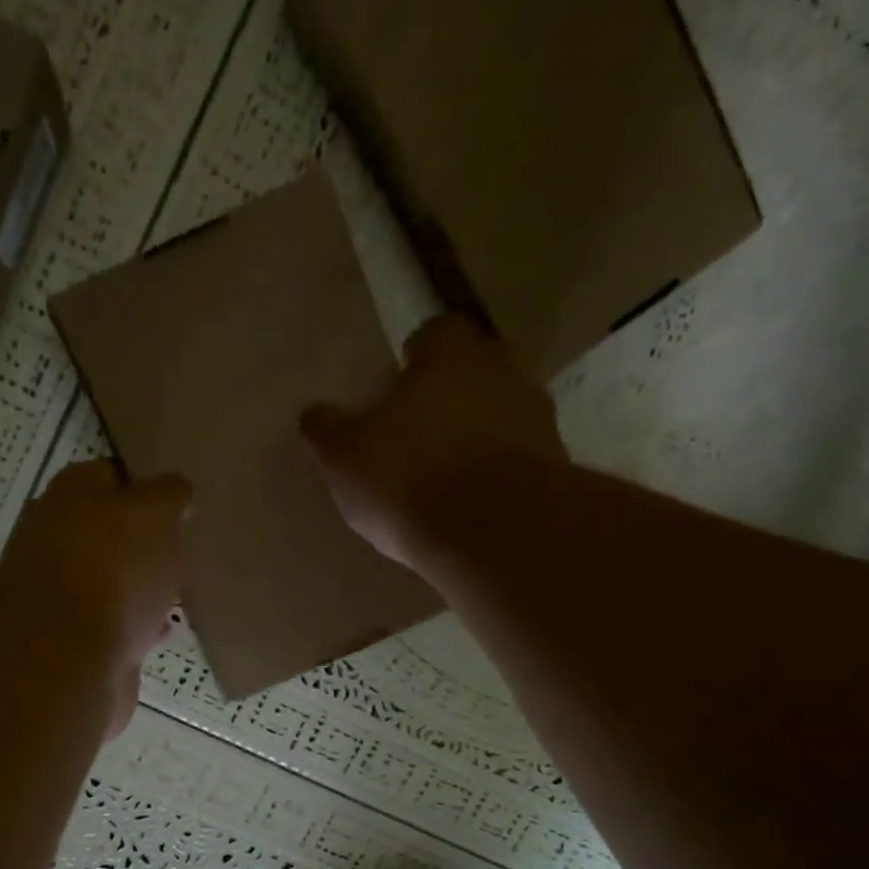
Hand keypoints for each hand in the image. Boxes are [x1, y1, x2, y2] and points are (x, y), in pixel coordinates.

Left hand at [0, 459, 190, 735]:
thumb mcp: (155, 514)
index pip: (111, 476)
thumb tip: (176, 490)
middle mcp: (57, 538)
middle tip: (182, 550)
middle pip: (108, 532)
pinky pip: (114, 624)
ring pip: (111, 580)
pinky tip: (163, 631)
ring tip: (178, 592)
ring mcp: (61, 593)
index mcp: (71, 495)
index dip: (145, 487)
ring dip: (140, 585)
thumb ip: (169, 496)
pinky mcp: (73, 640)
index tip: (178, 505)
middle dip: (142, 542)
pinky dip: (137, 625)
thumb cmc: (113, 570)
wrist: (68, 658)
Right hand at [301, 315, 568, 570]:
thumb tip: (312, 415)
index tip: (393, 393)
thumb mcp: (344, 457)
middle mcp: (502, 370)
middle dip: (448, 398)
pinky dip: (497, 476)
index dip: (411, 362)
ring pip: (499, 416)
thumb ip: (326, 430)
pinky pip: (516, 461)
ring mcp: (536, 418)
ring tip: (444, 480)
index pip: (432, 336)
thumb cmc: (409, 477)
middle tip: (416, 436)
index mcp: (450, 352)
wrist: (494, 532)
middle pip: (472, 374)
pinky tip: (472, 509)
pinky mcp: (555, 466)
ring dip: (476, 438)